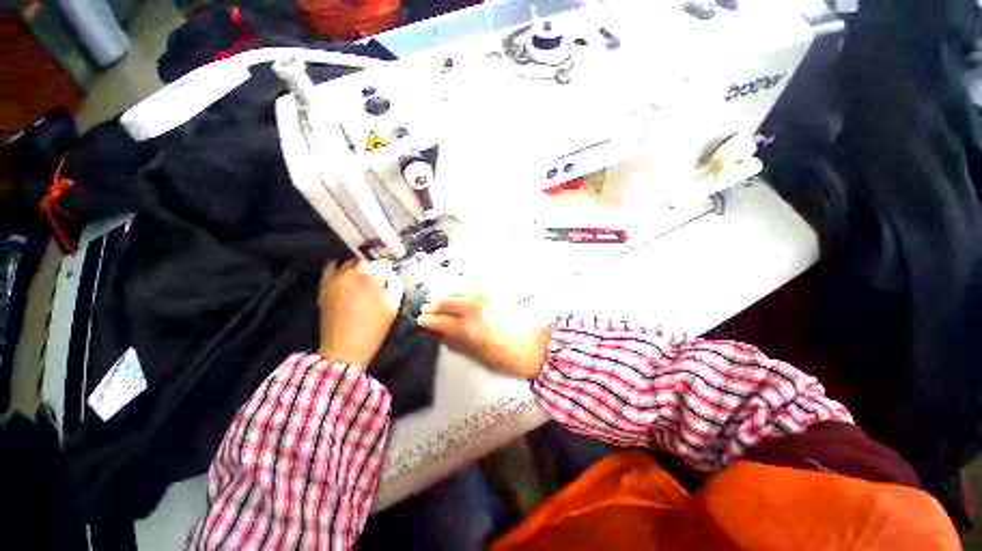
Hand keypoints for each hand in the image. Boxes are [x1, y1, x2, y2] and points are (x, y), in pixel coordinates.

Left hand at [318, 259, 403, 365]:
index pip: (383, 264)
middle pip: (366, 260)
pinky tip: (344, 274)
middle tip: (377, 279)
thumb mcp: (393, 307)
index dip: (389, 272)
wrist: (344, 348)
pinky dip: (338, 267)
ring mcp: (336, 278)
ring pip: (349, 261)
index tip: (390, 280)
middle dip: (373, 267)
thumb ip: (397, 286)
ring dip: (357, 266)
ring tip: (361, 277)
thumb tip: (393, 277)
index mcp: (372, 277)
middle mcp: (352, 272)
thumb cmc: (373, 329)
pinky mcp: (324, 285)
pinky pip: (330, 268)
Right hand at [416, 293, 548, 378]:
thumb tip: (442, 335)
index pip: (441, 321)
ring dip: (446, 296)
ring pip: (459, 293)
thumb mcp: (479, 357)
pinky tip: (458, 293)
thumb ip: (458, 344)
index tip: (420, 320)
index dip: (429, 321)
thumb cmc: (507, 358)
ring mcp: (485, 300)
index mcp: (468, 329)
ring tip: (439, 300)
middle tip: (426, 309)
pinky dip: (461, 291)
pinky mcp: (495, 295)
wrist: (536, 346)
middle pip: (447, 303)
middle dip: (434, 306)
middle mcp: (474, 310)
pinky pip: (473, 289)